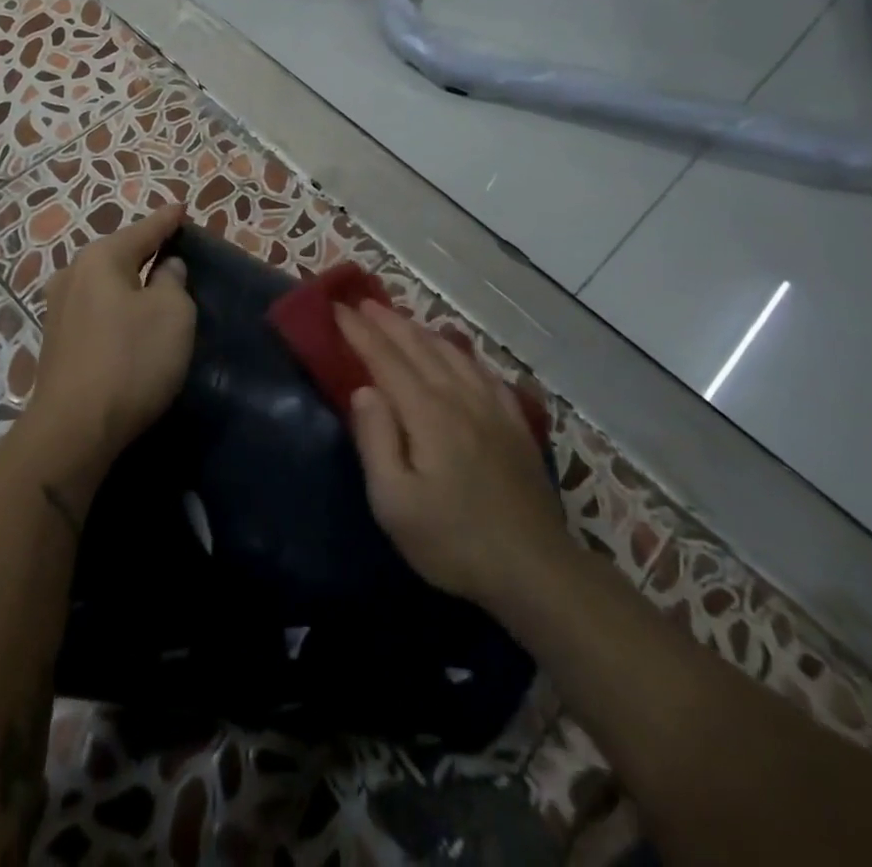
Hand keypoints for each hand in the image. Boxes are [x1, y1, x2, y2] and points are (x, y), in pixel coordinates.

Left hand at [25, 205, 195, 474]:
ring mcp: (58, 309)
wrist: (74, 428)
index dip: (166, 221)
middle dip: (145, 251)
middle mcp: (72, 274)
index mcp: (100, 258)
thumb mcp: (172, 314)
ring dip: (130, 283)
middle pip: (118, 254)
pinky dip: (116, 309)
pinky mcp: (56, 341)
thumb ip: (173, 281)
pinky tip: (129, 320)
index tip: (181, 208)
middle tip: (173, 249)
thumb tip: (165, 269)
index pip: (143, 230)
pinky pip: (96, 310)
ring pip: (105, 284)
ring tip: (155, 285)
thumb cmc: (131, 359)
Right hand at [338, 301, 566, 607]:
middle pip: (418, 347)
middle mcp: (459, 397)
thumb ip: (376, 440)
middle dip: (386, 321)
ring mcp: (492, 408)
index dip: (359, 332)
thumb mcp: (395, 503)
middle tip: (361, 302)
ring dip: (419, 330)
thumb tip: (363, 389)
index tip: (336, 309)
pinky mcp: (514, 423)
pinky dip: (460, 352)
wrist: (535, 570)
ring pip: (451, 353)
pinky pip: (482, 372)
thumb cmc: (452, 540)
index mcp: (427, 413)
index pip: (385, 359)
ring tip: (399, 319)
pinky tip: (456, 353)